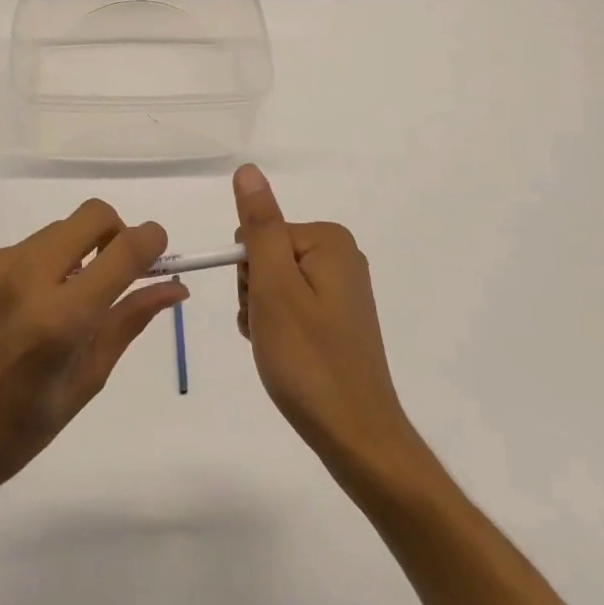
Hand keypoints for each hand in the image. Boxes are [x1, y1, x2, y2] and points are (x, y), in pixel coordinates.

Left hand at [0, 200, 184, 519]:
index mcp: (60, 318)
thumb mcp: (84, 382)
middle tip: (107, 272)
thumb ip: (127, 322)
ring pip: (51, 234)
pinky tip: (8, 315)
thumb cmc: (15, 432)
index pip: (125, 249)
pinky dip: (27, 272)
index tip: (156, 251)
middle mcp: (23, 278)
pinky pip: (14, 251)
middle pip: (90, 215)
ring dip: (67, 257)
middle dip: (112, 233)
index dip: (152, 240)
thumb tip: (174, 286)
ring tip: (48, 308)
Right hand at [233, 165, 416, 474]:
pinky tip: (285, 354)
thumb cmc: (307, 359)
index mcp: (328, 240)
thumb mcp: (274, 286)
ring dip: (263, 313)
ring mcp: (342, 289)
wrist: (355, 435)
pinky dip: (278, 327)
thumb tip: (248, 170)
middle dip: (255, 292)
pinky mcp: (340, 318)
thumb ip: (259, 225)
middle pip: (267, 255)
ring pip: (275, 284)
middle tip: (269, 330)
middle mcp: (341, 256)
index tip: (261, 308)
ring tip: (277, 347)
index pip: (258, 234)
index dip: (249, 273)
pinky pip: (292, 306)